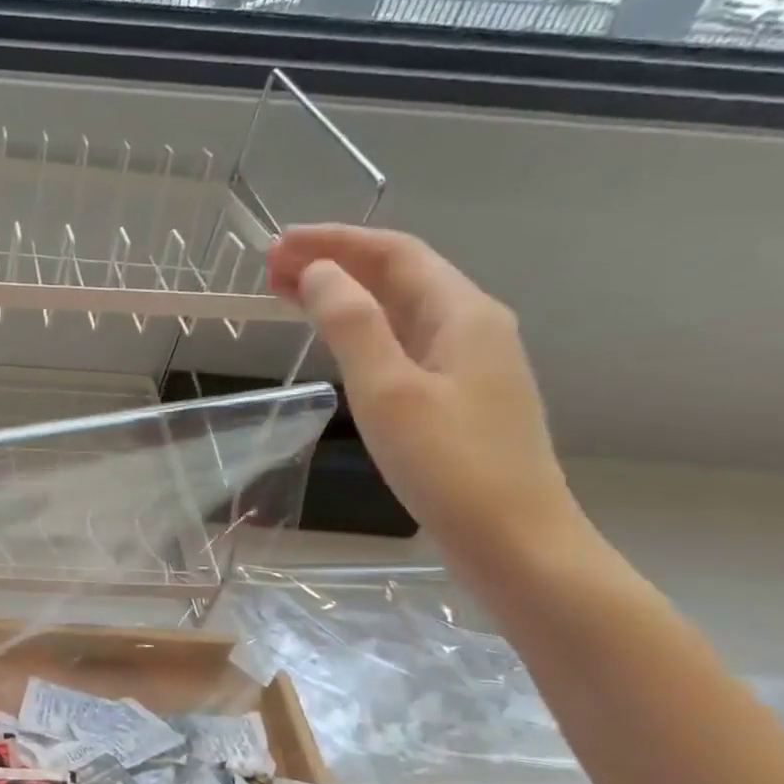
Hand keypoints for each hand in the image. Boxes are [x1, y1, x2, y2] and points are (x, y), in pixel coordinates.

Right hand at [267, 226, 587, 576]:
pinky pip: (401, 341)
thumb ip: (351, 324)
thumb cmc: (448, 464)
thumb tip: (317, 272)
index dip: (335, 241)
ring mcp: (468, 363)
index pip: (394, 253)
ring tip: (286, 294)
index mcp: (464, 314)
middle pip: (398, 276)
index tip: (277, 244)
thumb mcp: (388, 389)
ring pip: (398, 309)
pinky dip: (359, 329)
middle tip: (269, 267)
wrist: (514, 542)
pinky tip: (334, 340)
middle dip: (334, 263)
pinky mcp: (457, 396)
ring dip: (343, 295)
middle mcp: (472, 326)